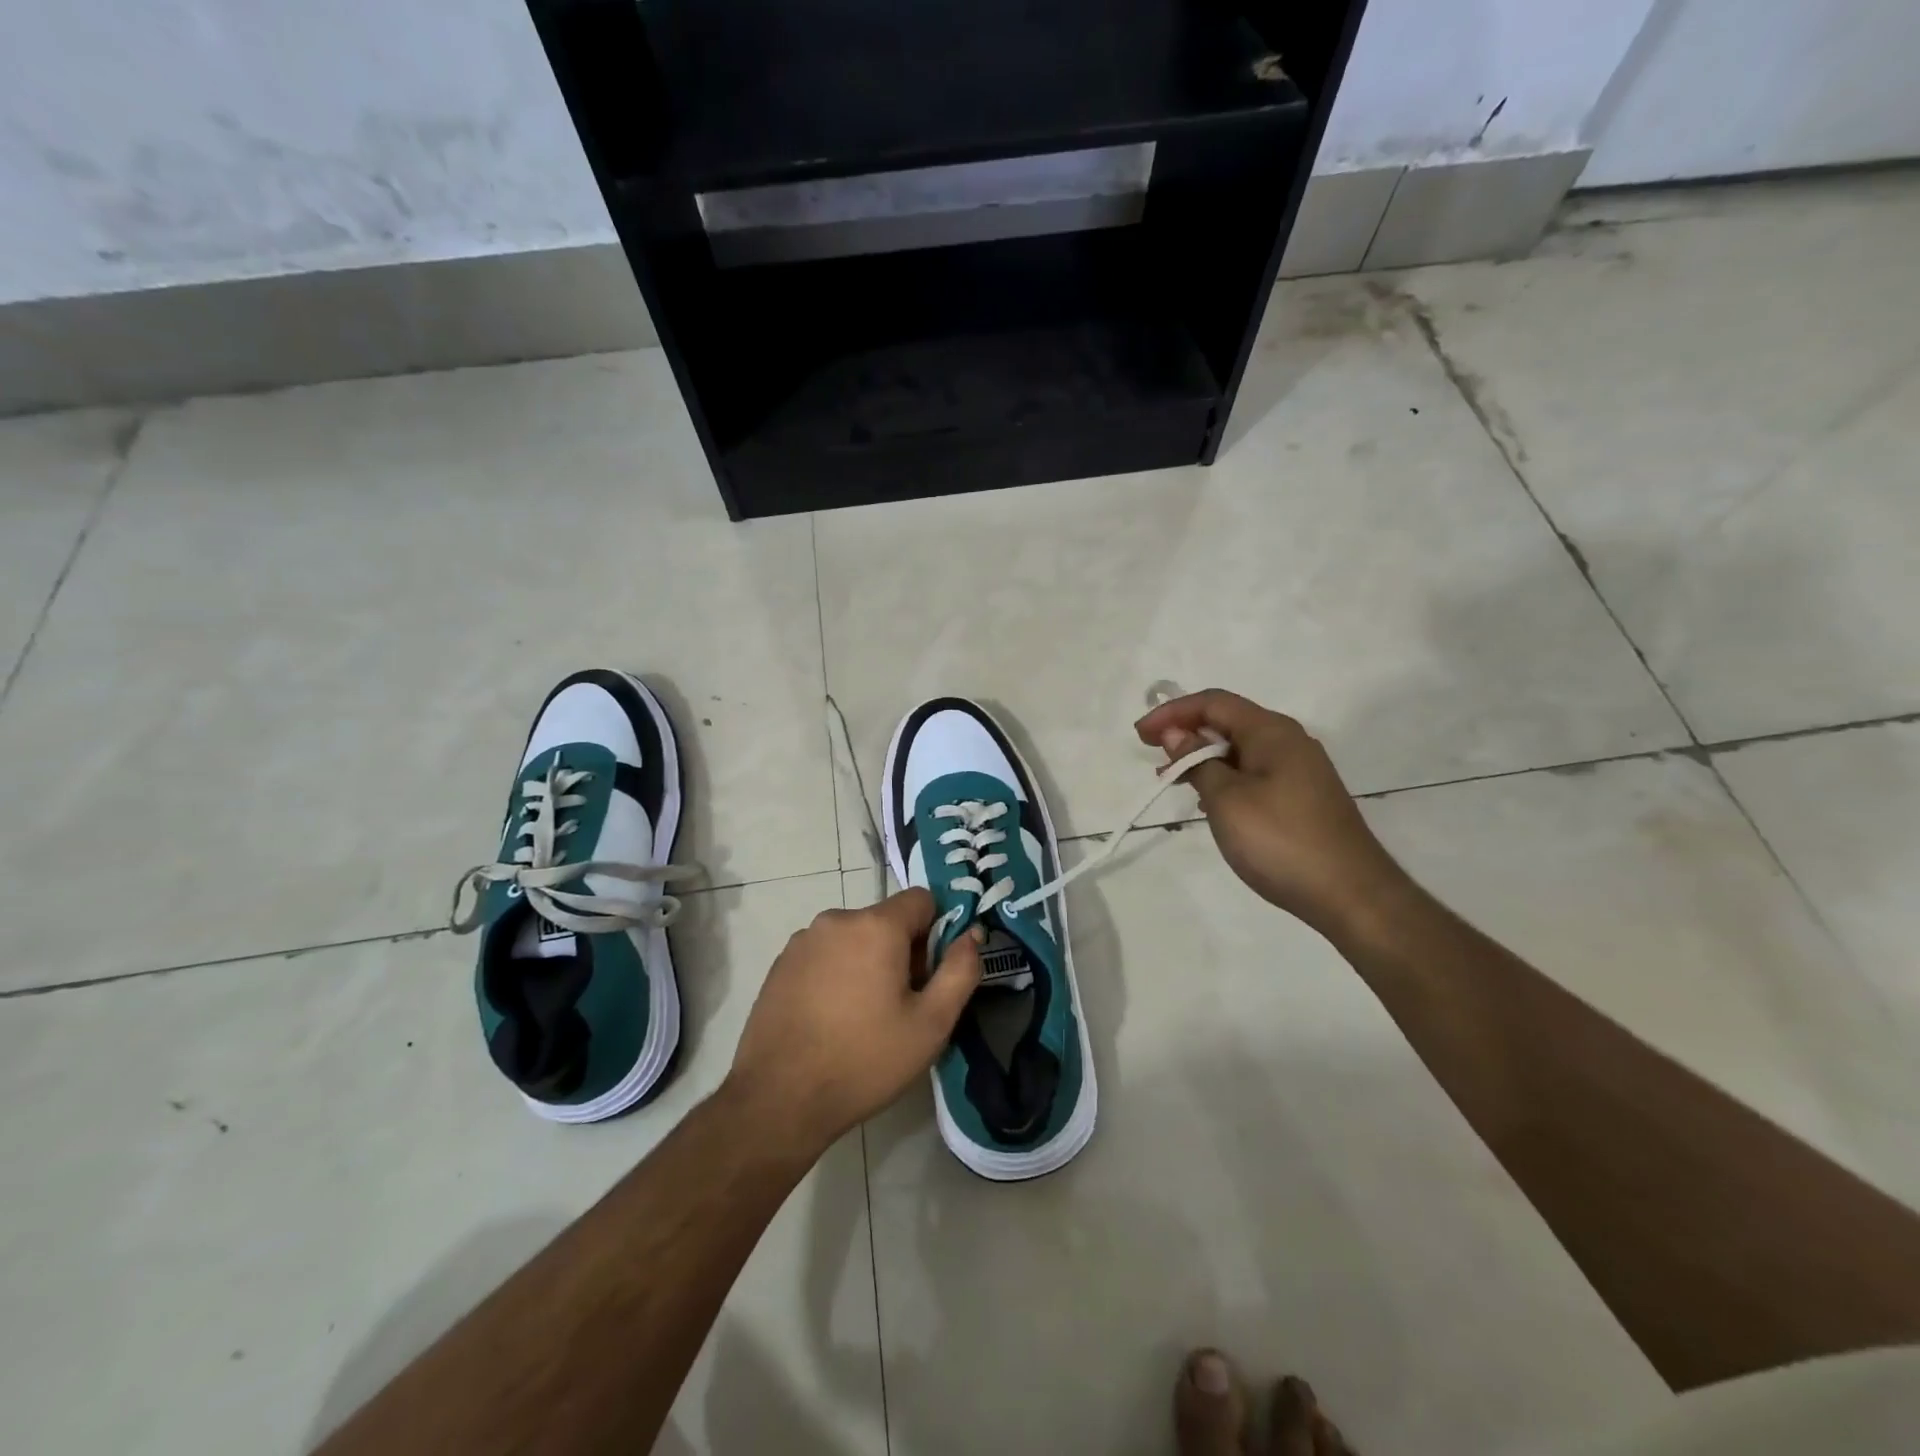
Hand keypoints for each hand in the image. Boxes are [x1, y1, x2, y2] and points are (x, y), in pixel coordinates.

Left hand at [727, 888, 981, 1152]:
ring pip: (854, 938)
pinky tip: (831, 1020)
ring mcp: (803, 941)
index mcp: (875, 925)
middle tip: (900, 1006)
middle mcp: (836, 919)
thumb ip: (961, 970)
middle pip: (886, 921)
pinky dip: (837, 974)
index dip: (936, 932)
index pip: (922, 899)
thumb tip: (971, 934)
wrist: (778, 1099)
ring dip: (868, 963)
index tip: (930, 975)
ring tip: (863, 1017)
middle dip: (902, 952)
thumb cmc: (864, 1060)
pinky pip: (825, 955)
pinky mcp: (781, 964)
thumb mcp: (931, 1024)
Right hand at [1135, 689, 1411, 940]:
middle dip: (1187, 734)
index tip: (1140, 735)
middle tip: (1154, 759)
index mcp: (1272, 732)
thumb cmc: (1281, 841)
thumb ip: (1198, 761)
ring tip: (1174, 781)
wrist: (1351, 895)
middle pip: (1229, 722)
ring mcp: (1300, 771)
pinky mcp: (1303, 797)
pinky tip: (1210, 803)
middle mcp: (1289, 742)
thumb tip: (1177, 733)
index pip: (1214, 702)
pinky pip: (1254, 772)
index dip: (1173, 712)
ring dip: (1203, 758)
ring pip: (1240, 750)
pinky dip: (1224, 777)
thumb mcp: (1226, 799)